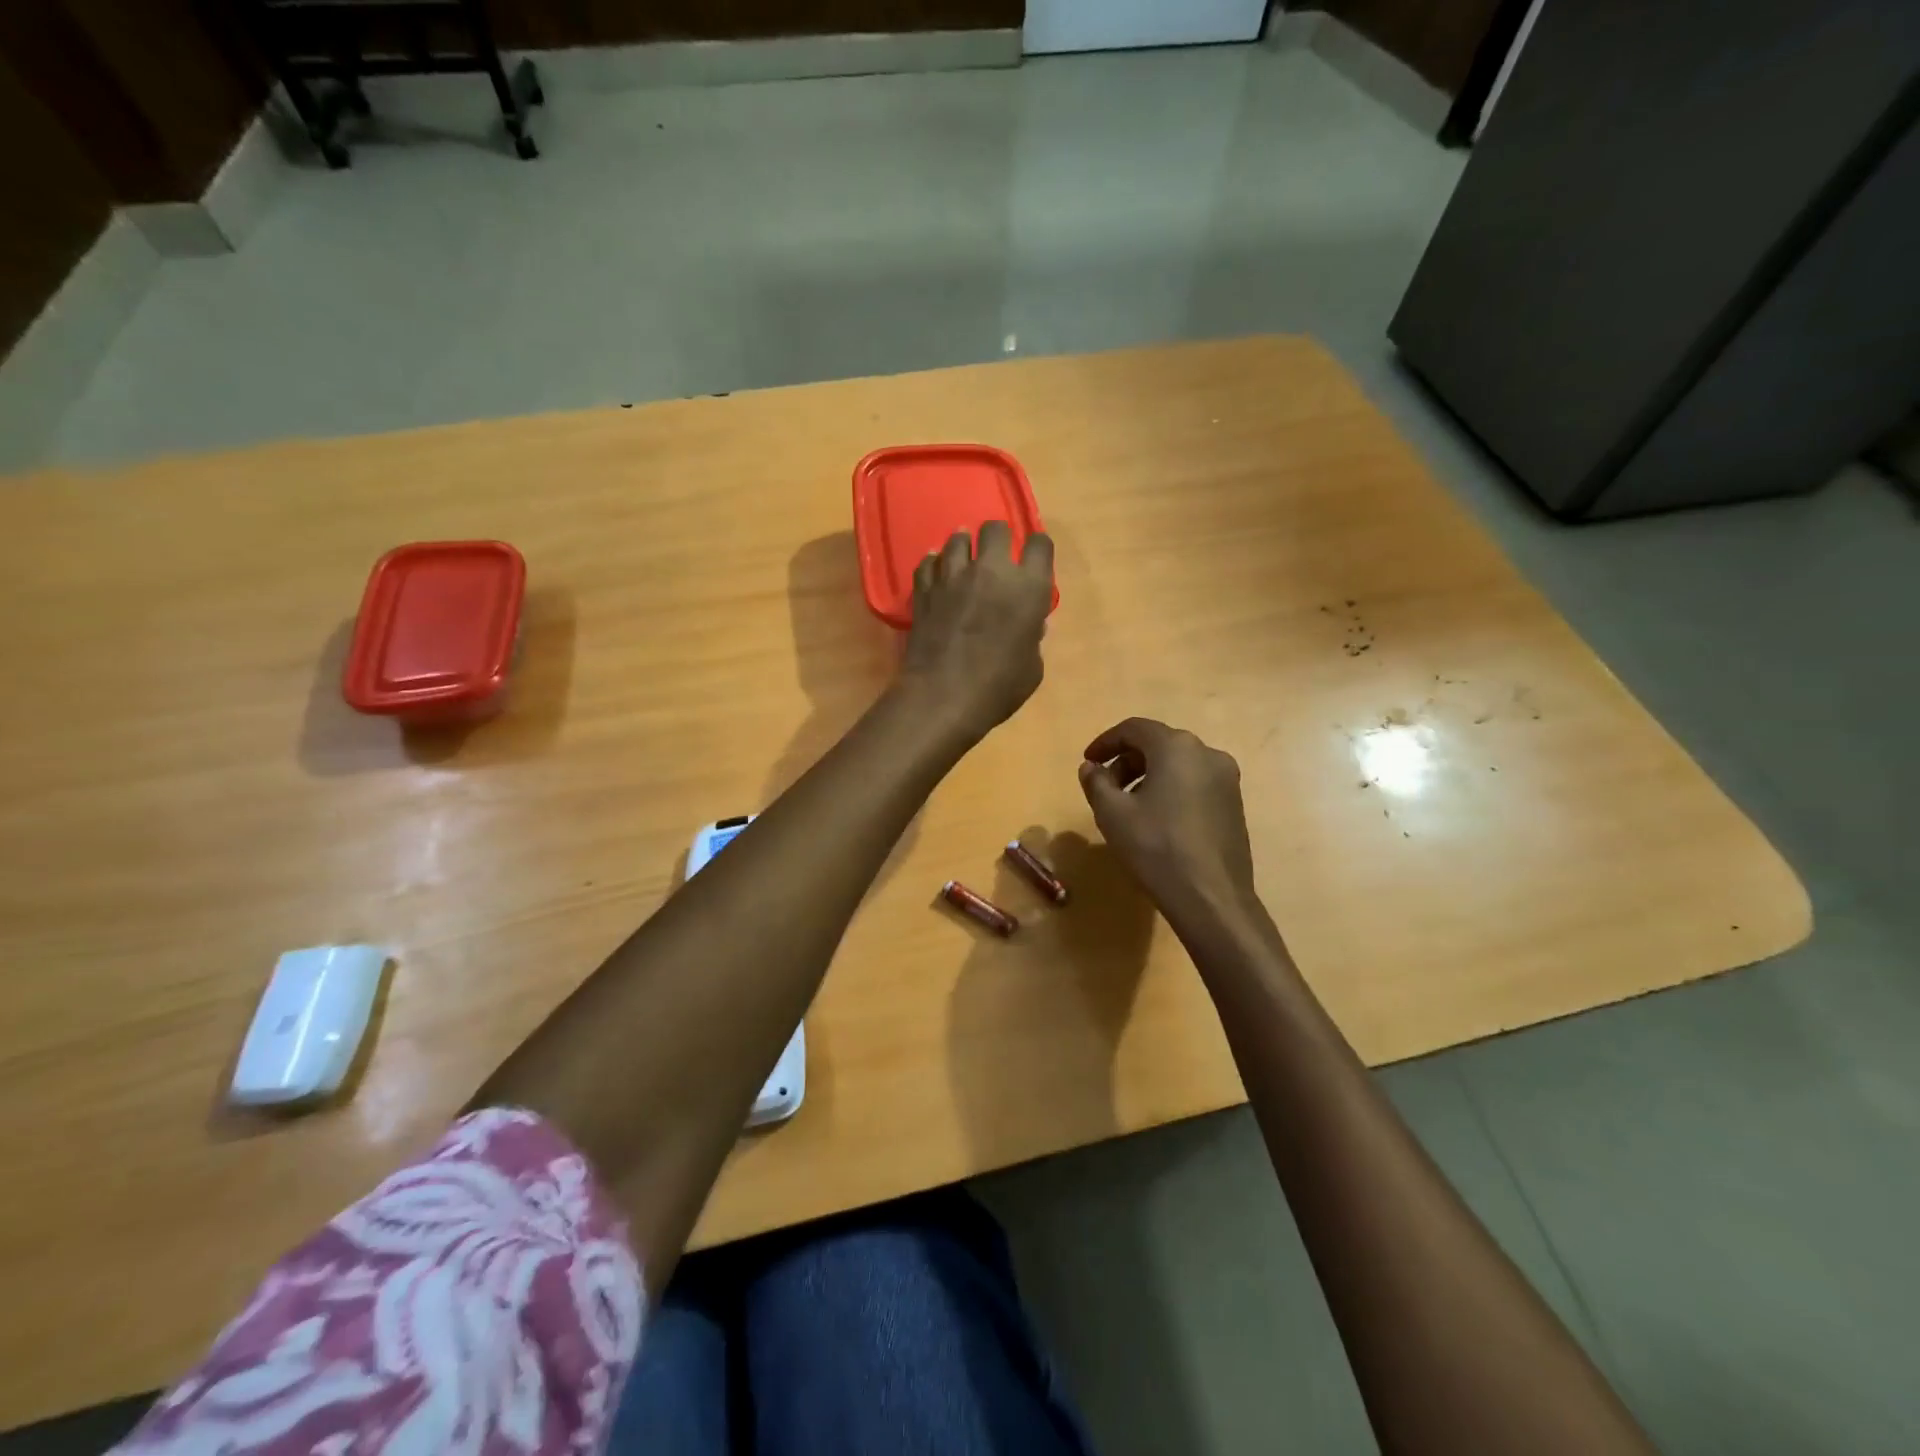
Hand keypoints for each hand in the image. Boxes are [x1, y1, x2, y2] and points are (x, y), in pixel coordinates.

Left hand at [899, 521, 1053, 740]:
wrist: (943, 697)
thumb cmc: (999, 688)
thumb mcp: (1032, 668)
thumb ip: (1032, 638)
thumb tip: (1028, 626)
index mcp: (1029, 588)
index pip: (1040, 544)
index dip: (1037, 549)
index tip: (1033, 561)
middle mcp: (992, 571)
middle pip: (996, 529)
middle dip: (998, 538)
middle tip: (996, 556)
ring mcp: (953, 577)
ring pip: (957, 539)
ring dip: (964, 546)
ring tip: (964, 560)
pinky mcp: (924, 590)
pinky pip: (928, 563)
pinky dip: (934, 565)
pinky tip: (937, 573)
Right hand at [1078, 718, 1257, 926]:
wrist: (1211, 897)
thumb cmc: (1156, 848)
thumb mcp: (1112, 813)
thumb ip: (1096, 782)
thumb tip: (1091, 768)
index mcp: (1177, 747)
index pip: (1134, 728)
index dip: (1106, 742)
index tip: (1088, 762)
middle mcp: (1207, 753)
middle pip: (1158, 744)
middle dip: (1127, 761)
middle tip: (1104, 787)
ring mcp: (1226, 779)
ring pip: (1178, 764)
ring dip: (1148, 776)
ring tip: (1128, 806)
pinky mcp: (1234, 803)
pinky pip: (1195, 783)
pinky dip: (1171, 789)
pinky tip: (1157, 819)